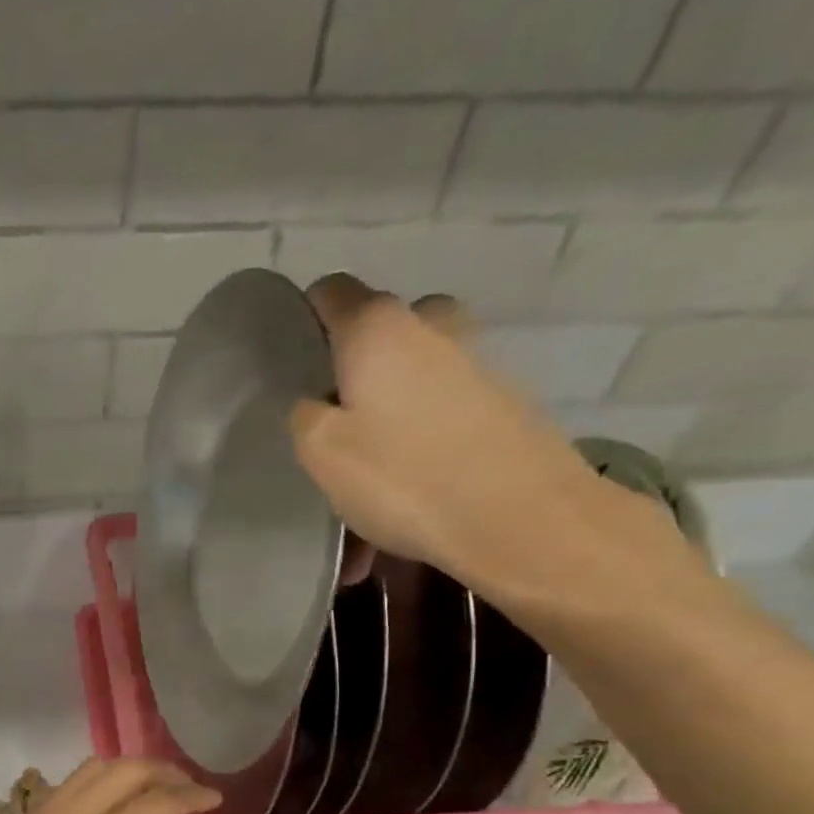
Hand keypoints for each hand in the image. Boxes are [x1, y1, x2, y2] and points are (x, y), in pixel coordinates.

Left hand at [0, 758, 219, 813]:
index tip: (214, 799)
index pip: (154, 804)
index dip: (191, 796)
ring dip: (128, 772)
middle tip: (187, 789)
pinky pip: (64, 788)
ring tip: (152, 792)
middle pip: (123, 770)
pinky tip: (108, 809)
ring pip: (90, 769)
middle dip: (163, 772)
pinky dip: (94, 786)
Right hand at [287, 275, 670, 608]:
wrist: (521, 520)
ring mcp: (476, 361)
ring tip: (366, 491)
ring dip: (384, 425)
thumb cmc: (404, 478)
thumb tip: (316, 400)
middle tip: (332, 432)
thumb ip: (304, 415)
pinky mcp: (505, 401)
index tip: (291, 367)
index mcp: (379, 327)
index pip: (331, 292)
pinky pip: (441, 418)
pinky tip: (406, 504)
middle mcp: (432, 326)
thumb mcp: (322, 453)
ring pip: (410, 384)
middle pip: (376, 338)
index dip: (304, 322)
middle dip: (350, 377)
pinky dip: (419, 450)